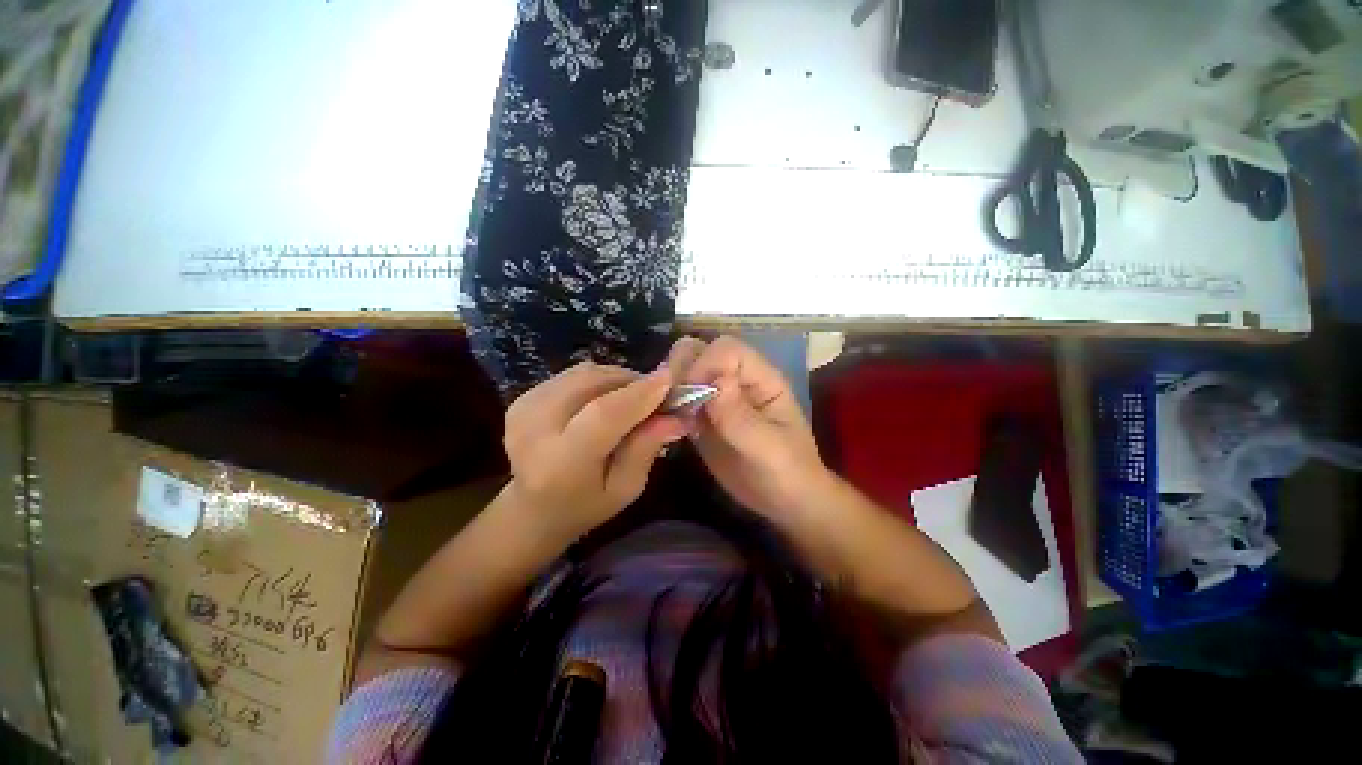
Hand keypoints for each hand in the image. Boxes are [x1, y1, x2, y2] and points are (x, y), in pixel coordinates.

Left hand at [503, 362, 686, 539]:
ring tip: (633, 397)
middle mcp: (534, 429)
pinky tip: (607, 397)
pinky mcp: (523, 397)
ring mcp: (524, 408)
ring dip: (617, 378)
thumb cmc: (585, 507)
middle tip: (656, 394)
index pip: (603, 415)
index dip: (639, 394)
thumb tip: (676, 416)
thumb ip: (647, 448)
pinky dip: (599, 379)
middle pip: (593, 384)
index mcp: (560, 464)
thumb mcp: (626, 488)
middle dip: (632, 381)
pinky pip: (573, 374)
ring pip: (584, 373)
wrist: (531, 510)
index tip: (670, 380)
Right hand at [667, 336, 832, 517]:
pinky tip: (668, 427)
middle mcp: (735, 380)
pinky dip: (667, 408)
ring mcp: (716, 398)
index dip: (705, 363)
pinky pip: (678, 399)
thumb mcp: (769, 450)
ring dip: (670, 388)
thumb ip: (741, 417)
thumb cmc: (788, 473)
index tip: (692, 394)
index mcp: (760, 378)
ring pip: (683, 371)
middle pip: (699, 351)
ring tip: (670, 416)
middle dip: (680, 370)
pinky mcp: (701, 417)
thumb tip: (716, 381)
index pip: (726, 349)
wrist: (784, 502)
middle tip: (674, 404)